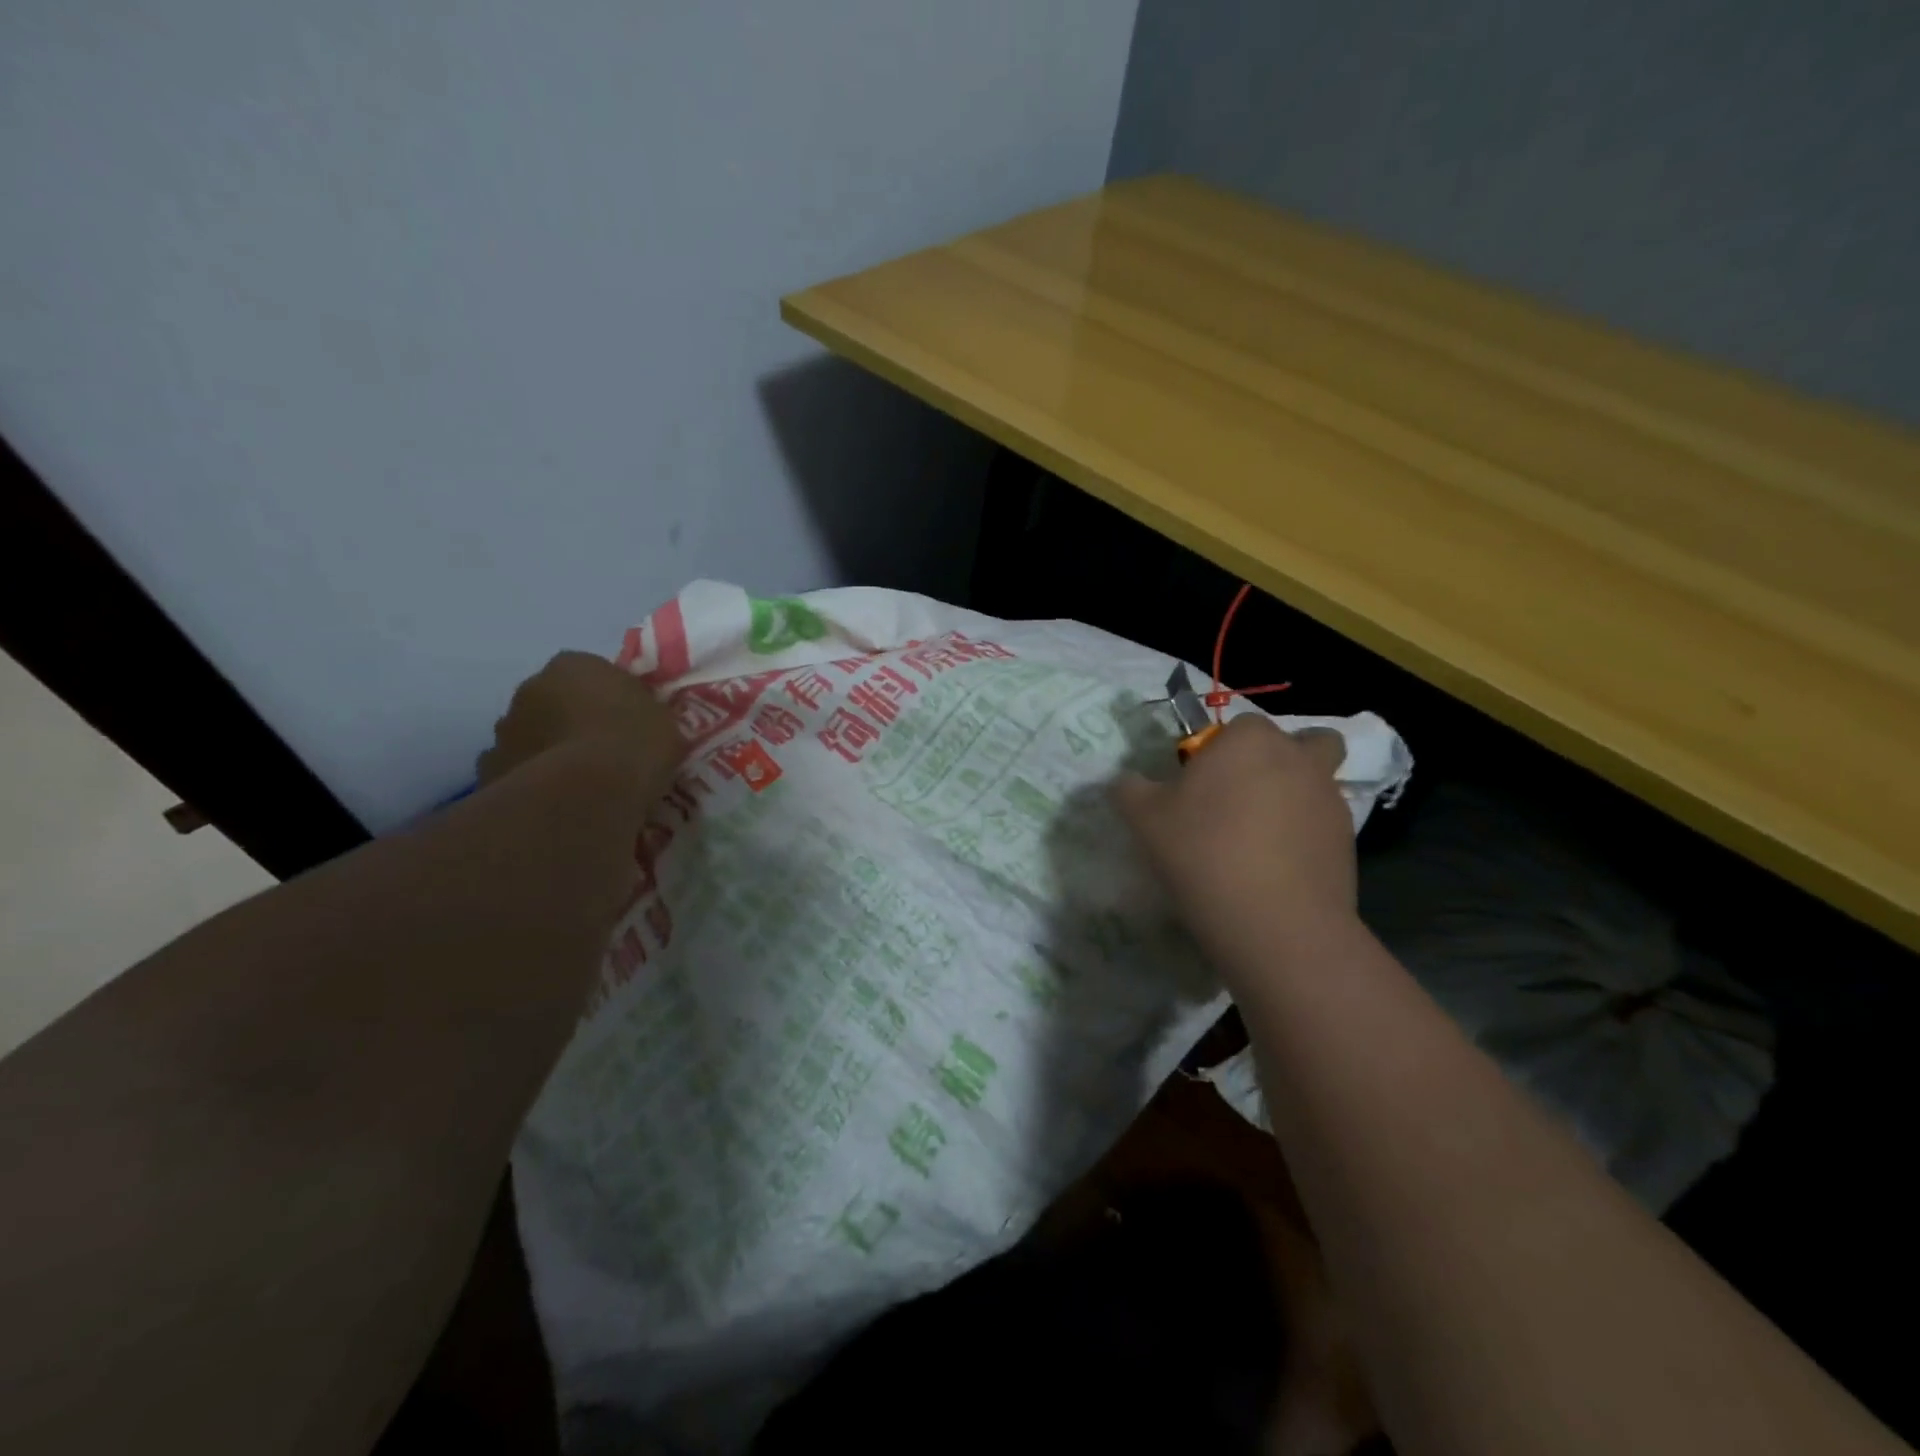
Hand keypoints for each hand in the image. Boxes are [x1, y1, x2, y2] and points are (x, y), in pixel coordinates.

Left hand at [477, 650, 684, 793]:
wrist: (586, 792)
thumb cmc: (633, 743)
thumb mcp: (661, 719)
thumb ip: (643, 712)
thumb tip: (636, 721)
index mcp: (574, 664)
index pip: (593, 673)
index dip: (611, 697)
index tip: (628, 721)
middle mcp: (530, 687)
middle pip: (555, 701)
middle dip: (573, 720)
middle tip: (603, 750)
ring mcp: (504, 730)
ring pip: (532, 735)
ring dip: (550, 749)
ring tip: (581, 781)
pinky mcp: (490, 770)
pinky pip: (518, 771)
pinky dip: (533, 781)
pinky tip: (558, 801)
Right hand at [1113, 713, 1356, 973]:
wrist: (1275, 924)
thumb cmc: (1204, 853)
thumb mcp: (1143, 819)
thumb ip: (1129, 789)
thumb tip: (1126, 781)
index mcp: (1250, 740)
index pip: (1237, 726)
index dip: (1217, 751)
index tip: (1197, 786)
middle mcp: (1297, 758)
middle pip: (1296, 743)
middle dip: (1272, 762)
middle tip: (1237, 800)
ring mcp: (1329, 800)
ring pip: (1314, 782)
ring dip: (1292, 797)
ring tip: (1256, 839)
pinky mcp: (1347, 842)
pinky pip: (1320, 825)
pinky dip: (1302, 836)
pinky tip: (1274, 869)